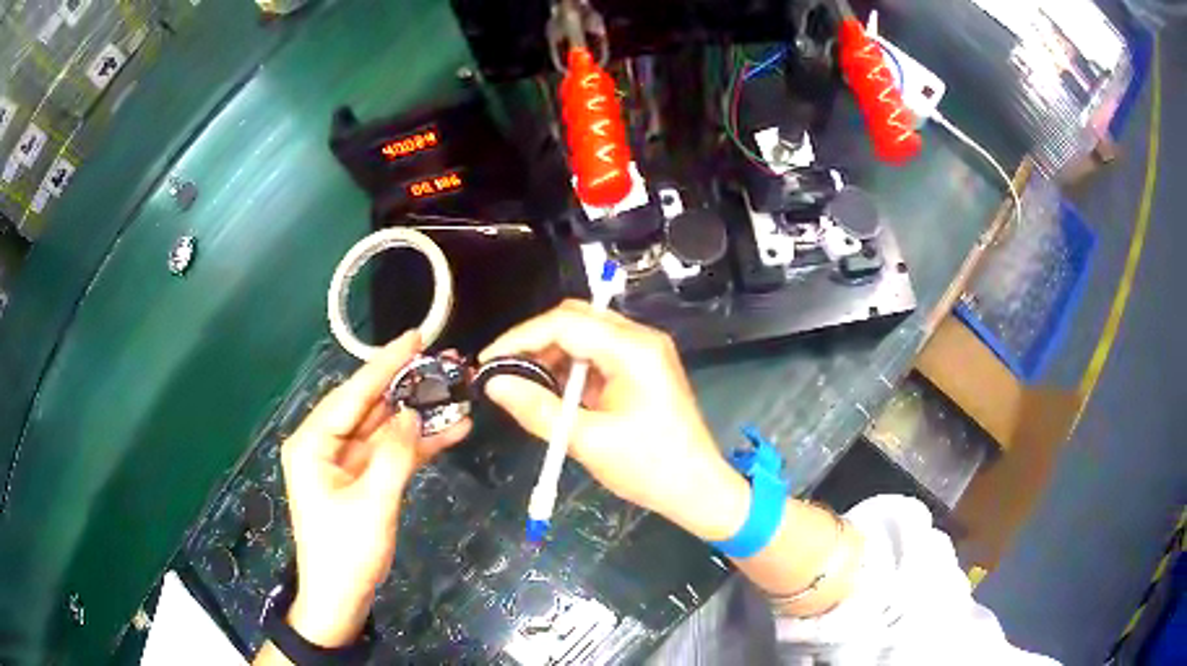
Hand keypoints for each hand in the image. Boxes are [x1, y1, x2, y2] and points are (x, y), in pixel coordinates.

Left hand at [279, 332, 470, 646]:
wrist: (340, 600)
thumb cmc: (346, 553)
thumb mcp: (373, 503)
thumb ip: (395, 454)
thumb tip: (414, 413)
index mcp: (312, 443)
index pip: (352, 395)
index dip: (384, 365)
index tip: (415, 337)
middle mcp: (324, 445)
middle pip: (368, 407)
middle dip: (406, 387)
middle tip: (444, 364)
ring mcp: (342, 463)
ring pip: (383, 429)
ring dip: (417, 416)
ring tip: (455, 394)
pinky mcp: (360, 480)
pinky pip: (388, 453)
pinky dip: (416, 445)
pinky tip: (449, 432)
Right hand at [480, 300, 748, 541]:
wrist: (697, 488)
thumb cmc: (648, 467)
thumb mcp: (587, 441)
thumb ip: (537, 409)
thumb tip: (494, 384)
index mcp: (632, 349)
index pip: (564, 323)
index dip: (519, 338)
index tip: (488, 362)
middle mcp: (640, 339)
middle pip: (575, 318)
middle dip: (535, 341)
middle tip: (505, 372)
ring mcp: (644, 351)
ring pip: (584, 334)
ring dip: (552, 354)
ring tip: (525, 386)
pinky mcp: (642, 367)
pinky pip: (597, 353)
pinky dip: (571, 368)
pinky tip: (554, 392)